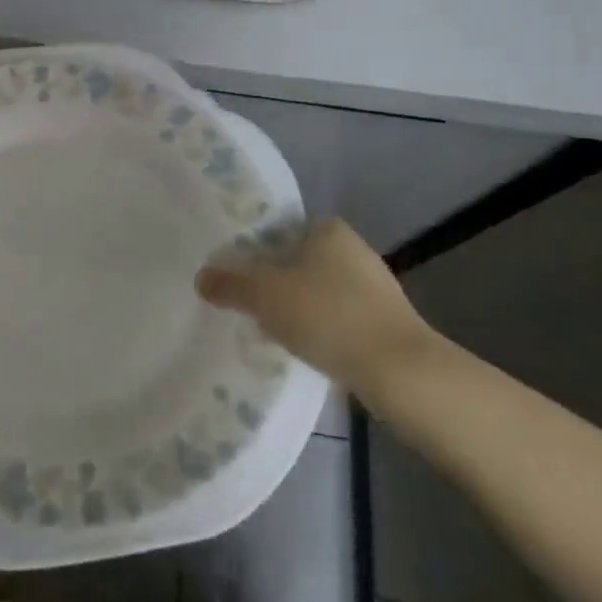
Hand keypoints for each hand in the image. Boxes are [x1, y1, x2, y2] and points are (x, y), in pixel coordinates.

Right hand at [196, 219, 436, 410]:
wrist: (400, 372)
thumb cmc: (327, 316)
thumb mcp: (265, 297)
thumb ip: (230, 285)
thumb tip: (200, 278)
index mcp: (328, 229)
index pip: (280, 230)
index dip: (255, 251)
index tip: (237, 275)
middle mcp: (354, 248)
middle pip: (298, 261)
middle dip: (275, 282)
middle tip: (248, 305)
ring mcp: (375, 286)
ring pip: (319, 290)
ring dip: (298, 307)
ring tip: (272, 331)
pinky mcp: (386, 321)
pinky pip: (339, 317)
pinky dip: (322, 329)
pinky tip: (308, 350)